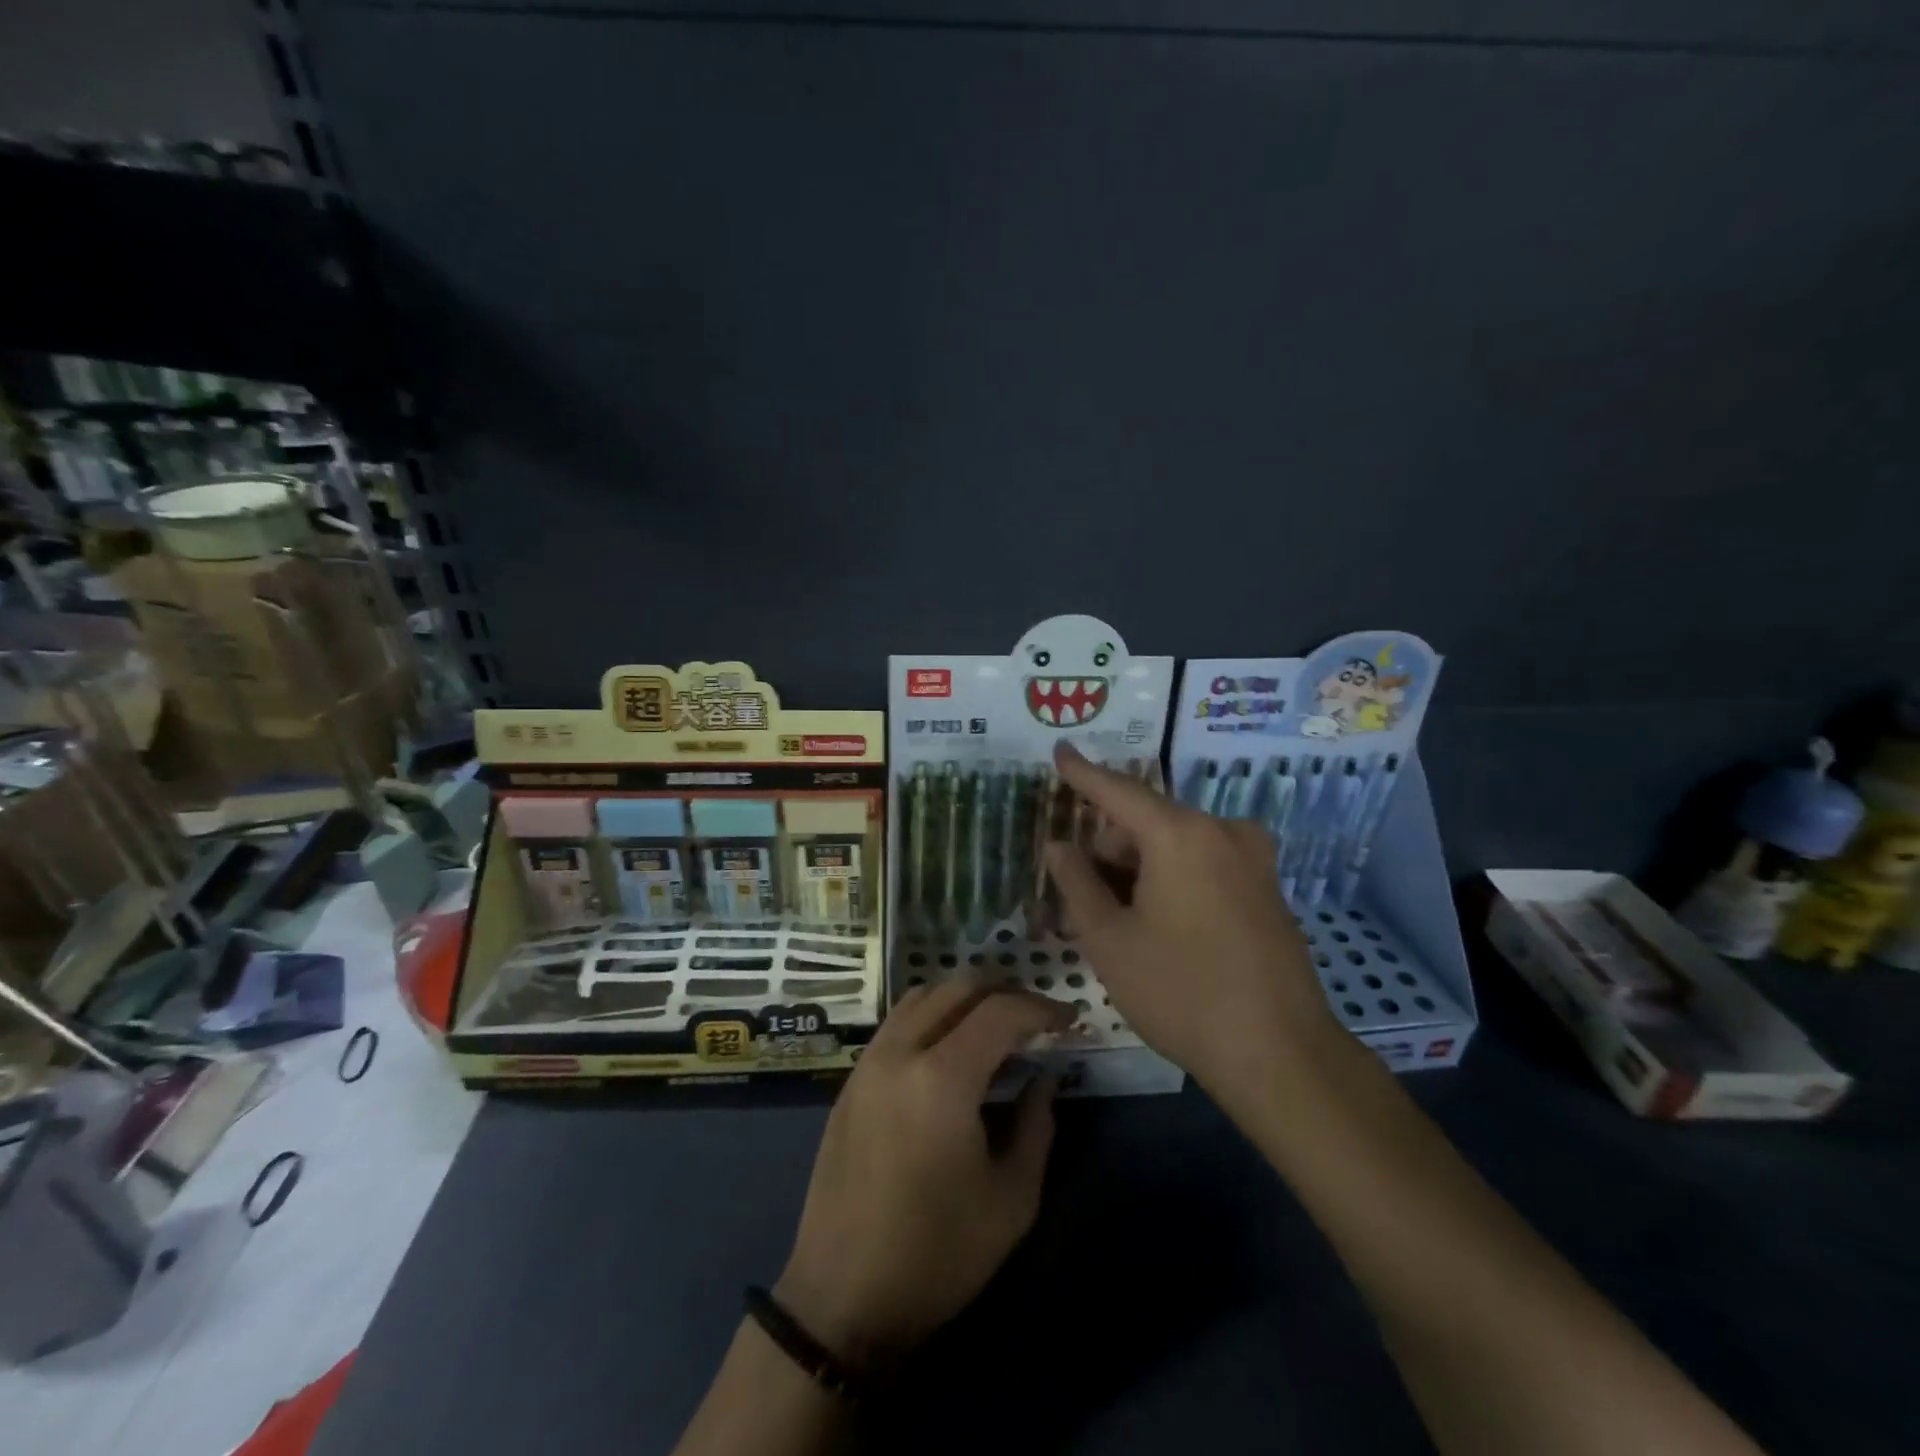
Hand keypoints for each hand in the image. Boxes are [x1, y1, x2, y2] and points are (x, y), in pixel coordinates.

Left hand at [775, 983, 1071, 1368]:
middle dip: (1005, 991)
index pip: (1000, 1011)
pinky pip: (898, 1021)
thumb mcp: (1012, 1200)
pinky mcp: (851, 1079)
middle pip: (958, 988)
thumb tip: (1046, 1077)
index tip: (1070, 1020)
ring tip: (997, 1023)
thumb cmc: (938, 1255)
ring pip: (923, 995)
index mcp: (942, 1077)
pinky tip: (952, 1046)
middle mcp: (900, 1051)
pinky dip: (933, 1013)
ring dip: (965, 997)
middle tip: (1037, 1016)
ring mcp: (869, 1061)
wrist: (843, 1296)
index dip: (1042, 1008)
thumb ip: (1037, 1125)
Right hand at [1044, 742, 1340, 1092]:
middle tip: (1086, 903)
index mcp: (1180, 834)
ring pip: (1176, 845)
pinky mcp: (1268, 887)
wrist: (1280, 1054)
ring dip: (1141, 869)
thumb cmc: (1180, 992)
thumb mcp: (1109, 939)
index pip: (1117, 792)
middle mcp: (1221, 832)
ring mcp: (1252, 859)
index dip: (1082, 773)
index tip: (1059, 750)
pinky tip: (1163, 928)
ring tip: (1122, 925)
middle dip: (1111, 851)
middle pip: (1147, 823)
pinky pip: (1206, 864)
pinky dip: (1174, 879)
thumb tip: (1060, 846)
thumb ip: (1077, 883)